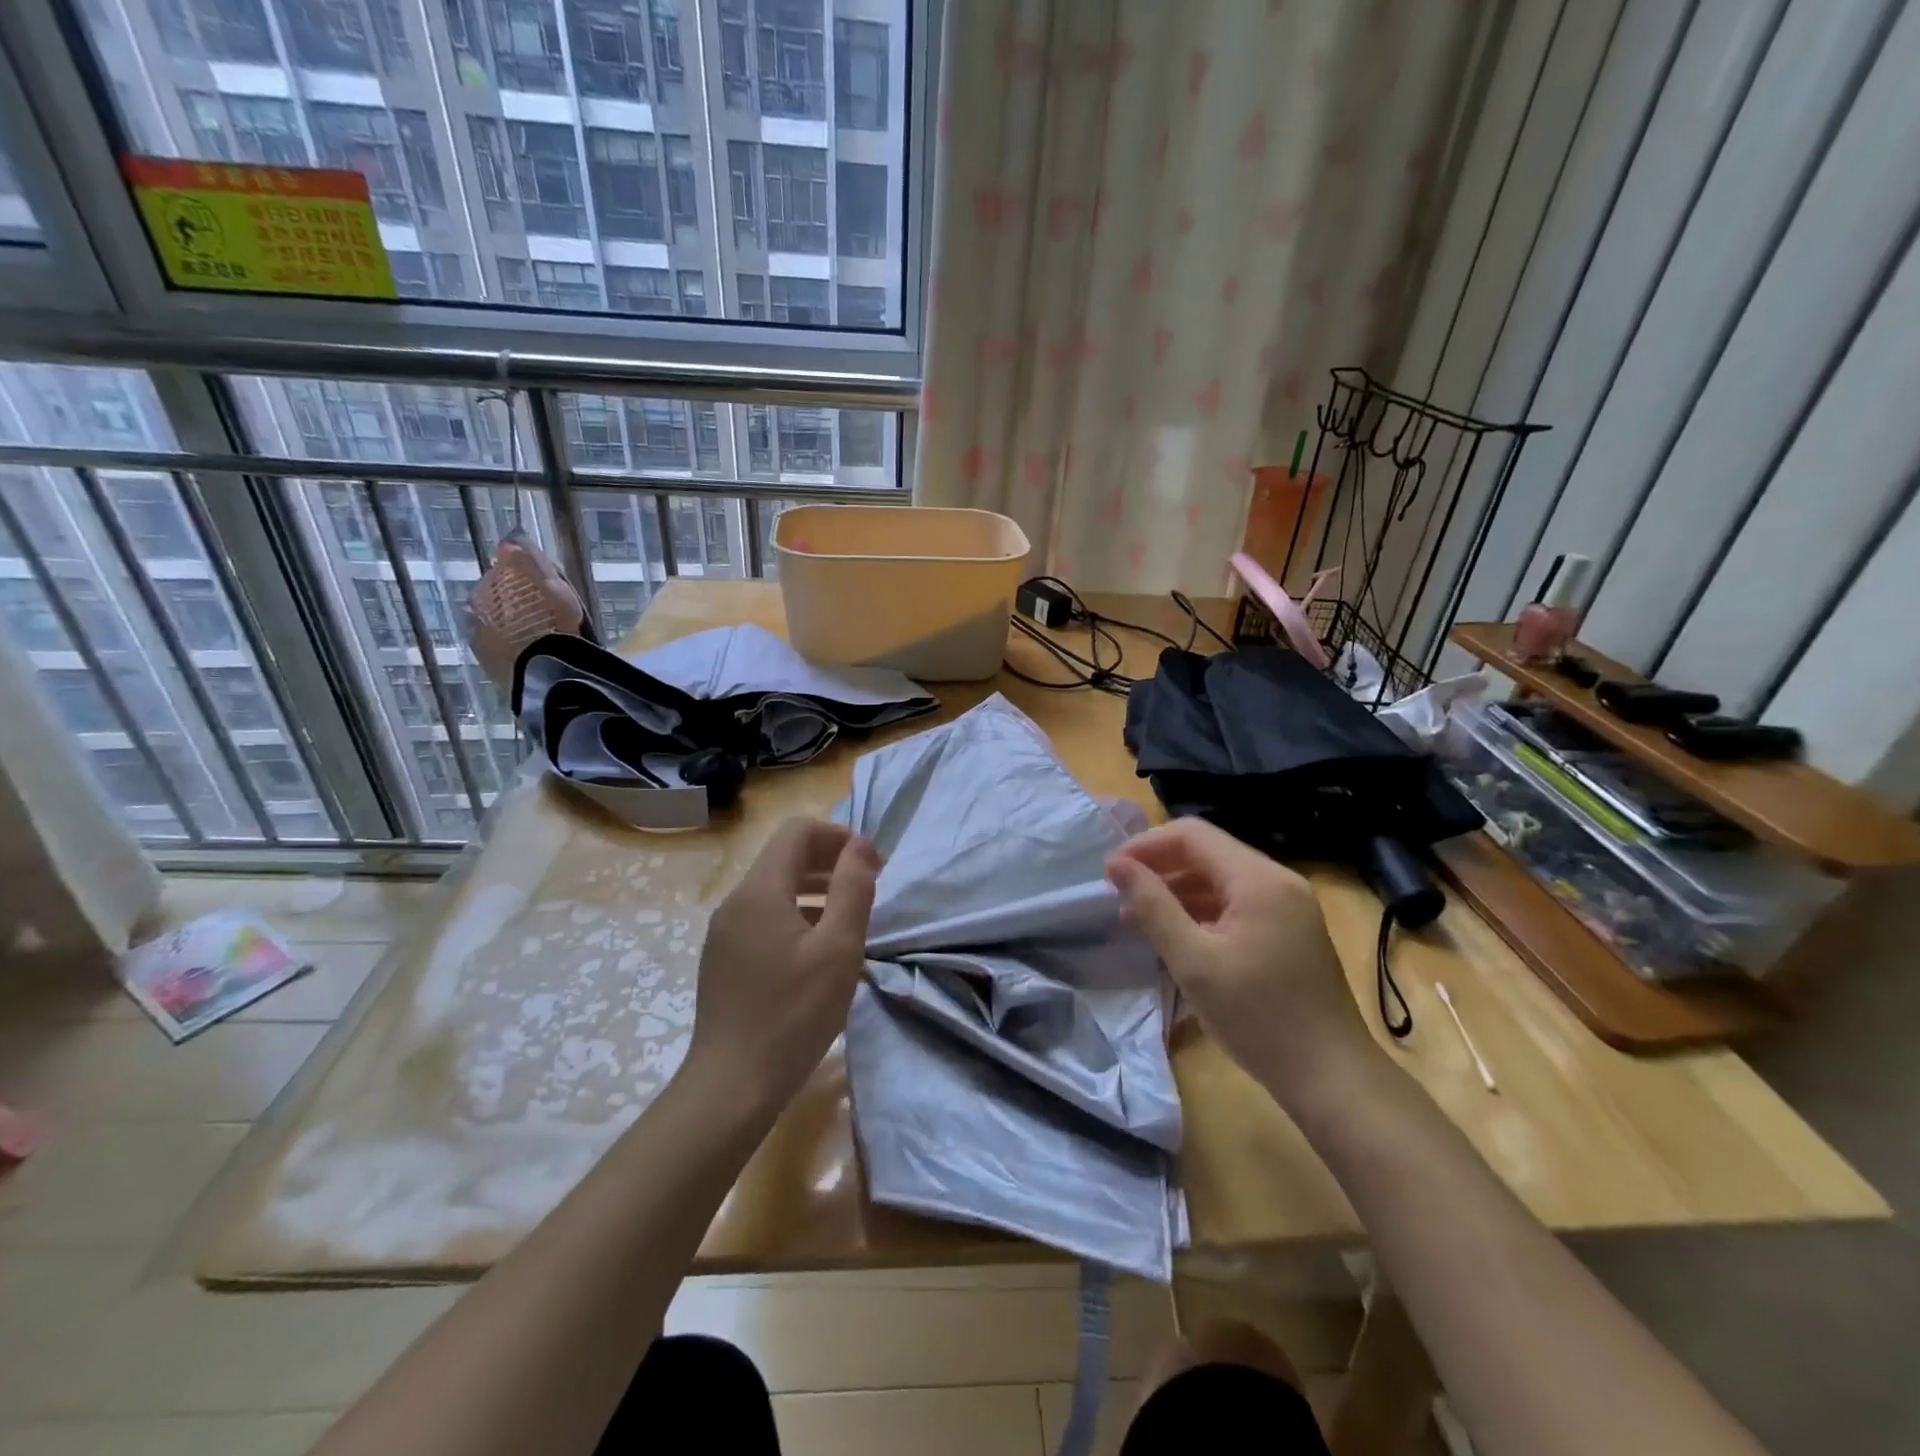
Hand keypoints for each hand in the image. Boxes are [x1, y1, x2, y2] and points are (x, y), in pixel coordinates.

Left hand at [684, 818, 881, 1119]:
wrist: (731, 1088)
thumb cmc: (792, 1015)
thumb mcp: (838, 949)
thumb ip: (852, 889)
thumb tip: (861, 845)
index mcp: (760, 891)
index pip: (798, 831)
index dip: (839, 836)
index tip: (872, 865)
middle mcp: (736, 902)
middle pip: (785, 857)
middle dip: (830, 862)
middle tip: (869, 889)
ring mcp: (725, 932)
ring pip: (776, 890)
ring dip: (817, 891)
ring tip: (851, 920)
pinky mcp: (724, 959)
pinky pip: (765, 919)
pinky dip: (797, 917)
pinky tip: (821, 953)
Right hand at [1106, 817, 1379, 1108]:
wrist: (1331, 1078)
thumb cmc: (1258, 1018)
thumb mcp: (1193, 962)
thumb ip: (1153, 906)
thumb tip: (1117, 865)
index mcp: (1258, 879)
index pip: (1192, 835)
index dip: (1145, 846)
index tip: (1110, 874)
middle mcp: (1278, 880)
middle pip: (1207, 852)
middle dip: (1159, 869)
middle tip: (1119, 896)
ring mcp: (1288, 906)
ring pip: (1220, 879)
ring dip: (1177, 891)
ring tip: (1137, 920)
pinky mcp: (1290, 930)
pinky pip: (1237, 903)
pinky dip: (1202, 911)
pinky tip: (1176, 936)